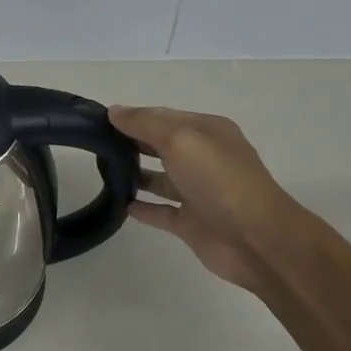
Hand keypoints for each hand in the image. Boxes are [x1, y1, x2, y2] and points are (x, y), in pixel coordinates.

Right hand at [109, 105, 305, 296]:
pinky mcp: (191, 223)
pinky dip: (142, 207)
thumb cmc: (219, 180)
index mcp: (207, 131)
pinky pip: (161, 211)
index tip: (98, 120)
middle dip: (131, 142)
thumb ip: (145, 124)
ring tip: (102, 172)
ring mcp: (198, 192)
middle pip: (161, 145)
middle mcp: (204, 158)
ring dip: (135, 174)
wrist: (256, 240)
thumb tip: (114, 111)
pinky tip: (119, 204)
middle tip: (95, 144)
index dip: (133, 117)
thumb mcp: (180, 139)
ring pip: (160, 178)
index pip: (163, 117)